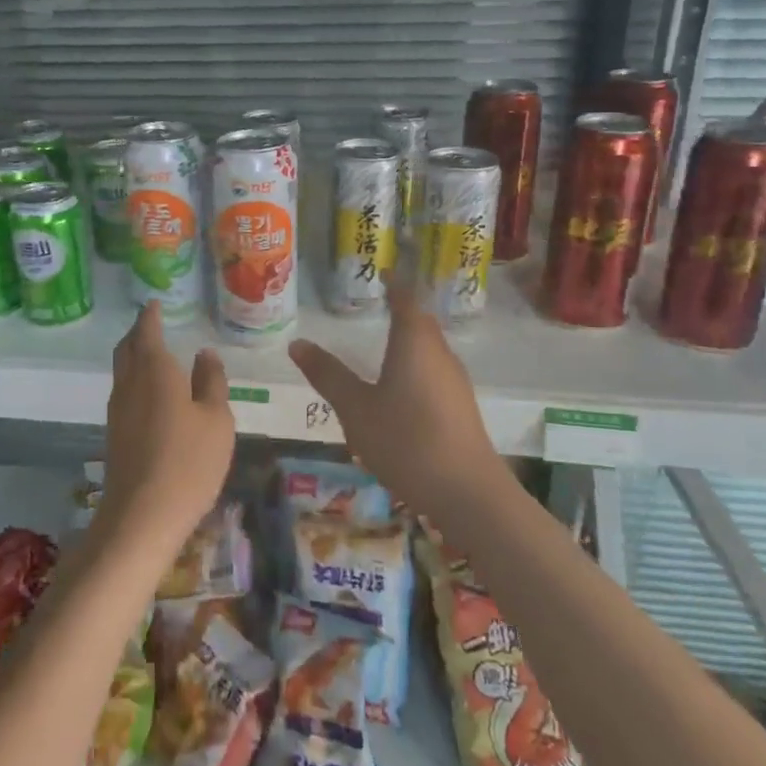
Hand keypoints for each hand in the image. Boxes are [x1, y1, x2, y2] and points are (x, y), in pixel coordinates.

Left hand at [101, 302, 234, 551]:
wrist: (141, 516)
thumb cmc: (189, 462)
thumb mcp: (217, 420)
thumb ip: (212, 382)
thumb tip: (204, 354)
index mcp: (155, 370)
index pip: (148, 331)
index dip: (151, 315)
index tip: (155, 303)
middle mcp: (129, 383)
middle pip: (127, 348)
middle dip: (138, 332)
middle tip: (152, 324)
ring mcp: (118, 410)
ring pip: (122, 370)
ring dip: (134, 356)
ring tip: (154, 353)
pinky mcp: (115, 433)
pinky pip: (123, 392)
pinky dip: (135, 379)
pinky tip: (151, 393)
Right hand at [288, 277, 498, 512]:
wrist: (467, 492)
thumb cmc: (405, 440)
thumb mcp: (355, 408)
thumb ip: (327, 374)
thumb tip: (297, 343)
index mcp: (414, 342)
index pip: (406, 298)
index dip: (394, 283)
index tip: (382, 272)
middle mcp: (439, 353)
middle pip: (421, 322)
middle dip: (402, 311)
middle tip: (378, 305)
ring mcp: (454, 382)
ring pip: (429, 349)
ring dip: (409, 341)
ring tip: (384, 344)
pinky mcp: (460, 407)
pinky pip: (433, 372)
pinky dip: (415, 367)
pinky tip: (400, 389)